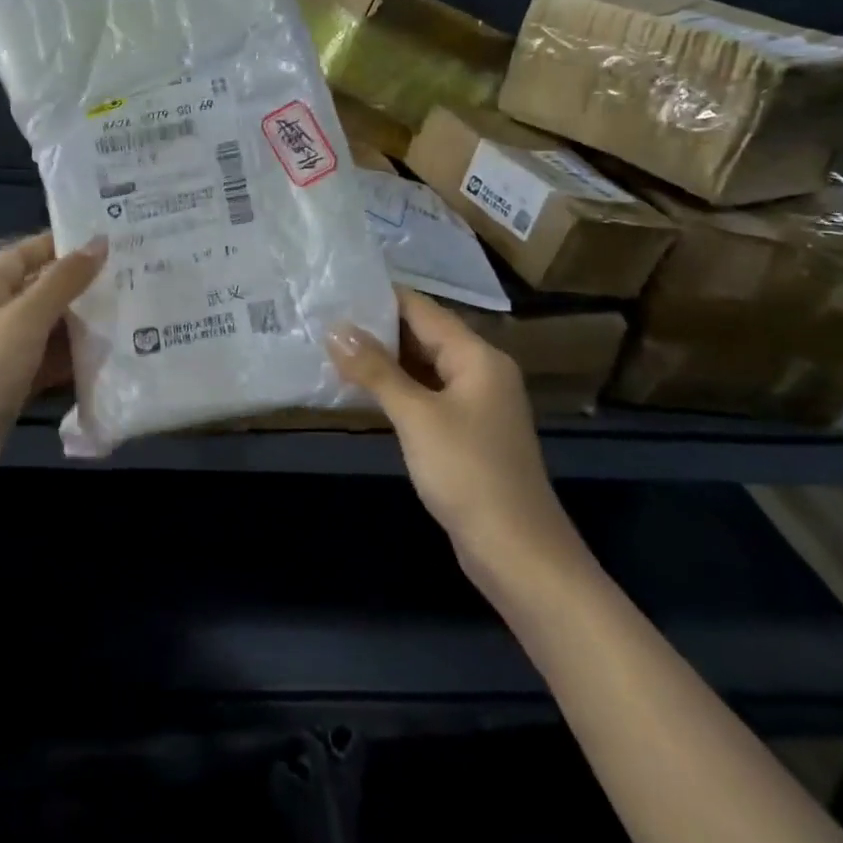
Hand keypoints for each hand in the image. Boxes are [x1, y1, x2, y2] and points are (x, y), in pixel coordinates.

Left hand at [0, 232, 105, 529]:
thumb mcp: (22, 321)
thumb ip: (62, 282)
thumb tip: (99, 242)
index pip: (24, 253)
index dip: (63, 244)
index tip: (111, 238)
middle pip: (36, 292)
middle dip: (79, 285)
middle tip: (132, 275)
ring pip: (44, 331)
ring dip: (80, 324)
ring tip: (132, 312)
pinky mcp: (5, 392)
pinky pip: (43, 365)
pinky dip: (70, 361)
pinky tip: (108, 358)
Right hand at [327, 288, 588, 597]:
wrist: (518, 553)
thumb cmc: (468, 473)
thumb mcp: (416, 416)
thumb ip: (375, 370)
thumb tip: (335, 328)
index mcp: (477, 356)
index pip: (422, 309)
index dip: (380, 297)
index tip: (335, 289)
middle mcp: (480, 371)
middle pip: (423, 335)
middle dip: (376, 328)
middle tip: (324, 318)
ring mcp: (475, 404)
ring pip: (423, 366)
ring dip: (383, 359)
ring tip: (332, 347)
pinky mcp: (466, 432)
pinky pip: (426, 395)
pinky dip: (396, 388)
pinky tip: (361, 389)